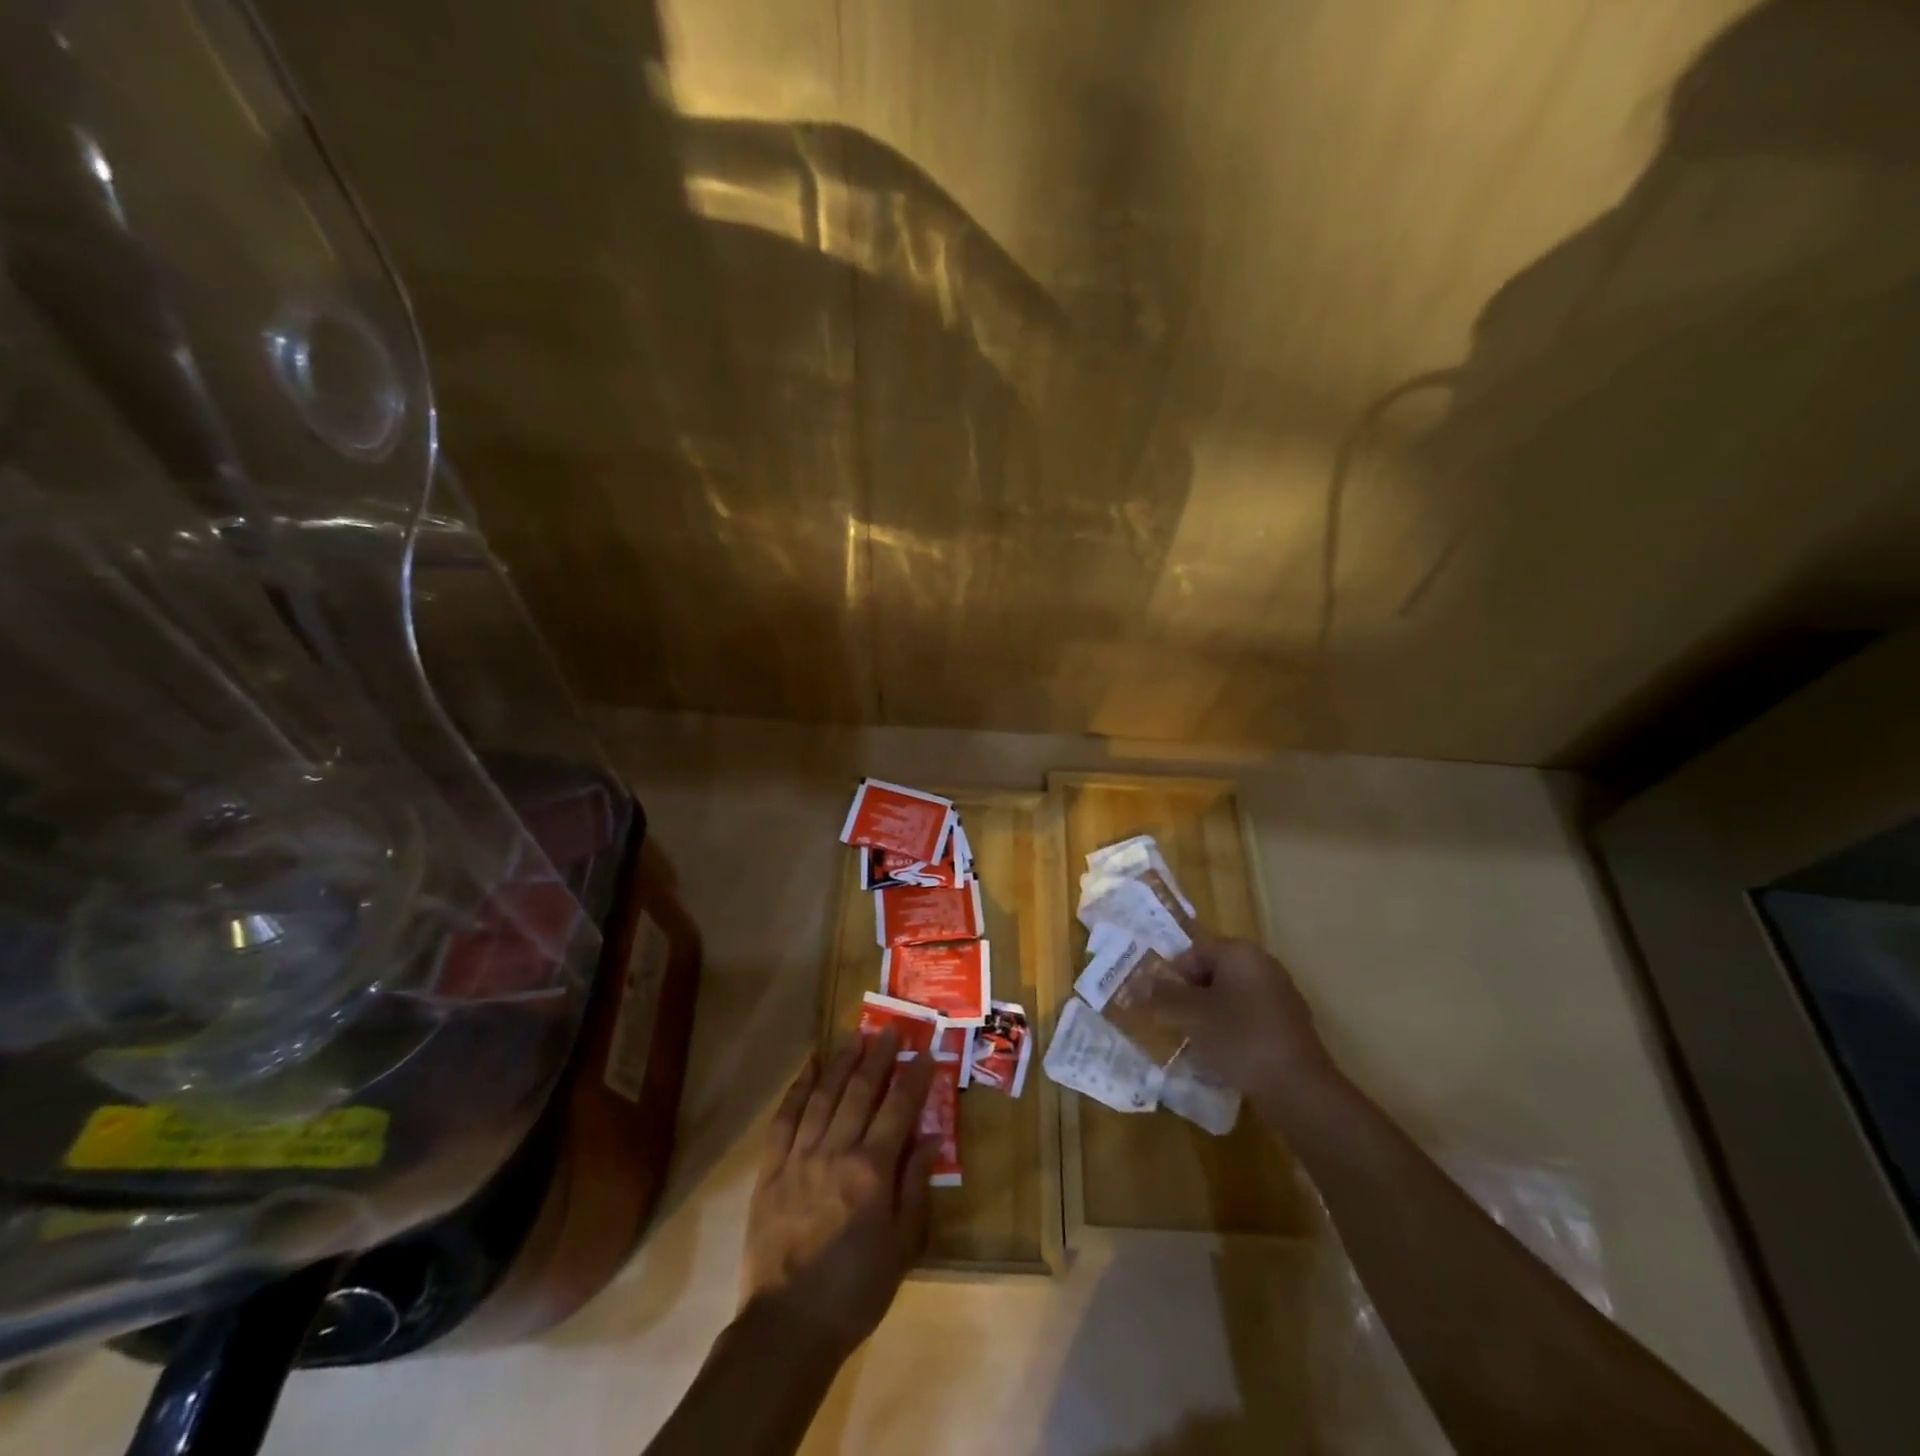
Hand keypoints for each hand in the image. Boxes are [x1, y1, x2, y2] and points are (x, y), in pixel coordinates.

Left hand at [739, 1030, 938, 1355]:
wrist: (787, 1327)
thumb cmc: (855, 1291)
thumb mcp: (903, 1248)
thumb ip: (916, 1187)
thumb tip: (931, 1138)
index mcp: (872, 1171)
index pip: (899, 1109)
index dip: (915, 1077)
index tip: (925, 1050)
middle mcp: (836, 1151)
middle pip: (861, 1092)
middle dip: (878, 1057)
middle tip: (890, 1029)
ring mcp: (800, 1157)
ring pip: (824, 1095)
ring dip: (842, 1062)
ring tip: (855, 1036)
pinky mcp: (771, 1169)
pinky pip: (785, 1118)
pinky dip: (798, 1087)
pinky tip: (809, 1066)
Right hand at [1146, 938, 1336, 1105]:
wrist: (1297, 1087)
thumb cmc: (1239, 1038)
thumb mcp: (1191, 1015)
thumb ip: (1162, 995)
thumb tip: (1133, 983)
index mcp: (1240, 953)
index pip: (1194, 951)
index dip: (1173, 975)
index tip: (1162, 1003)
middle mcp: (1263, 964)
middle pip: (1214, 970)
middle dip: (1191, 994)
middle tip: (1176, 1021)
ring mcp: (1280, 993)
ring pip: (1232, 994)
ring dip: (1211, 1011)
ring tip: (1198, 1039)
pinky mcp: (1290, 1022)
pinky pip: (1250, 1014)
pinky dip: (1234, 1026)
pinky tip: (1227, 1052)